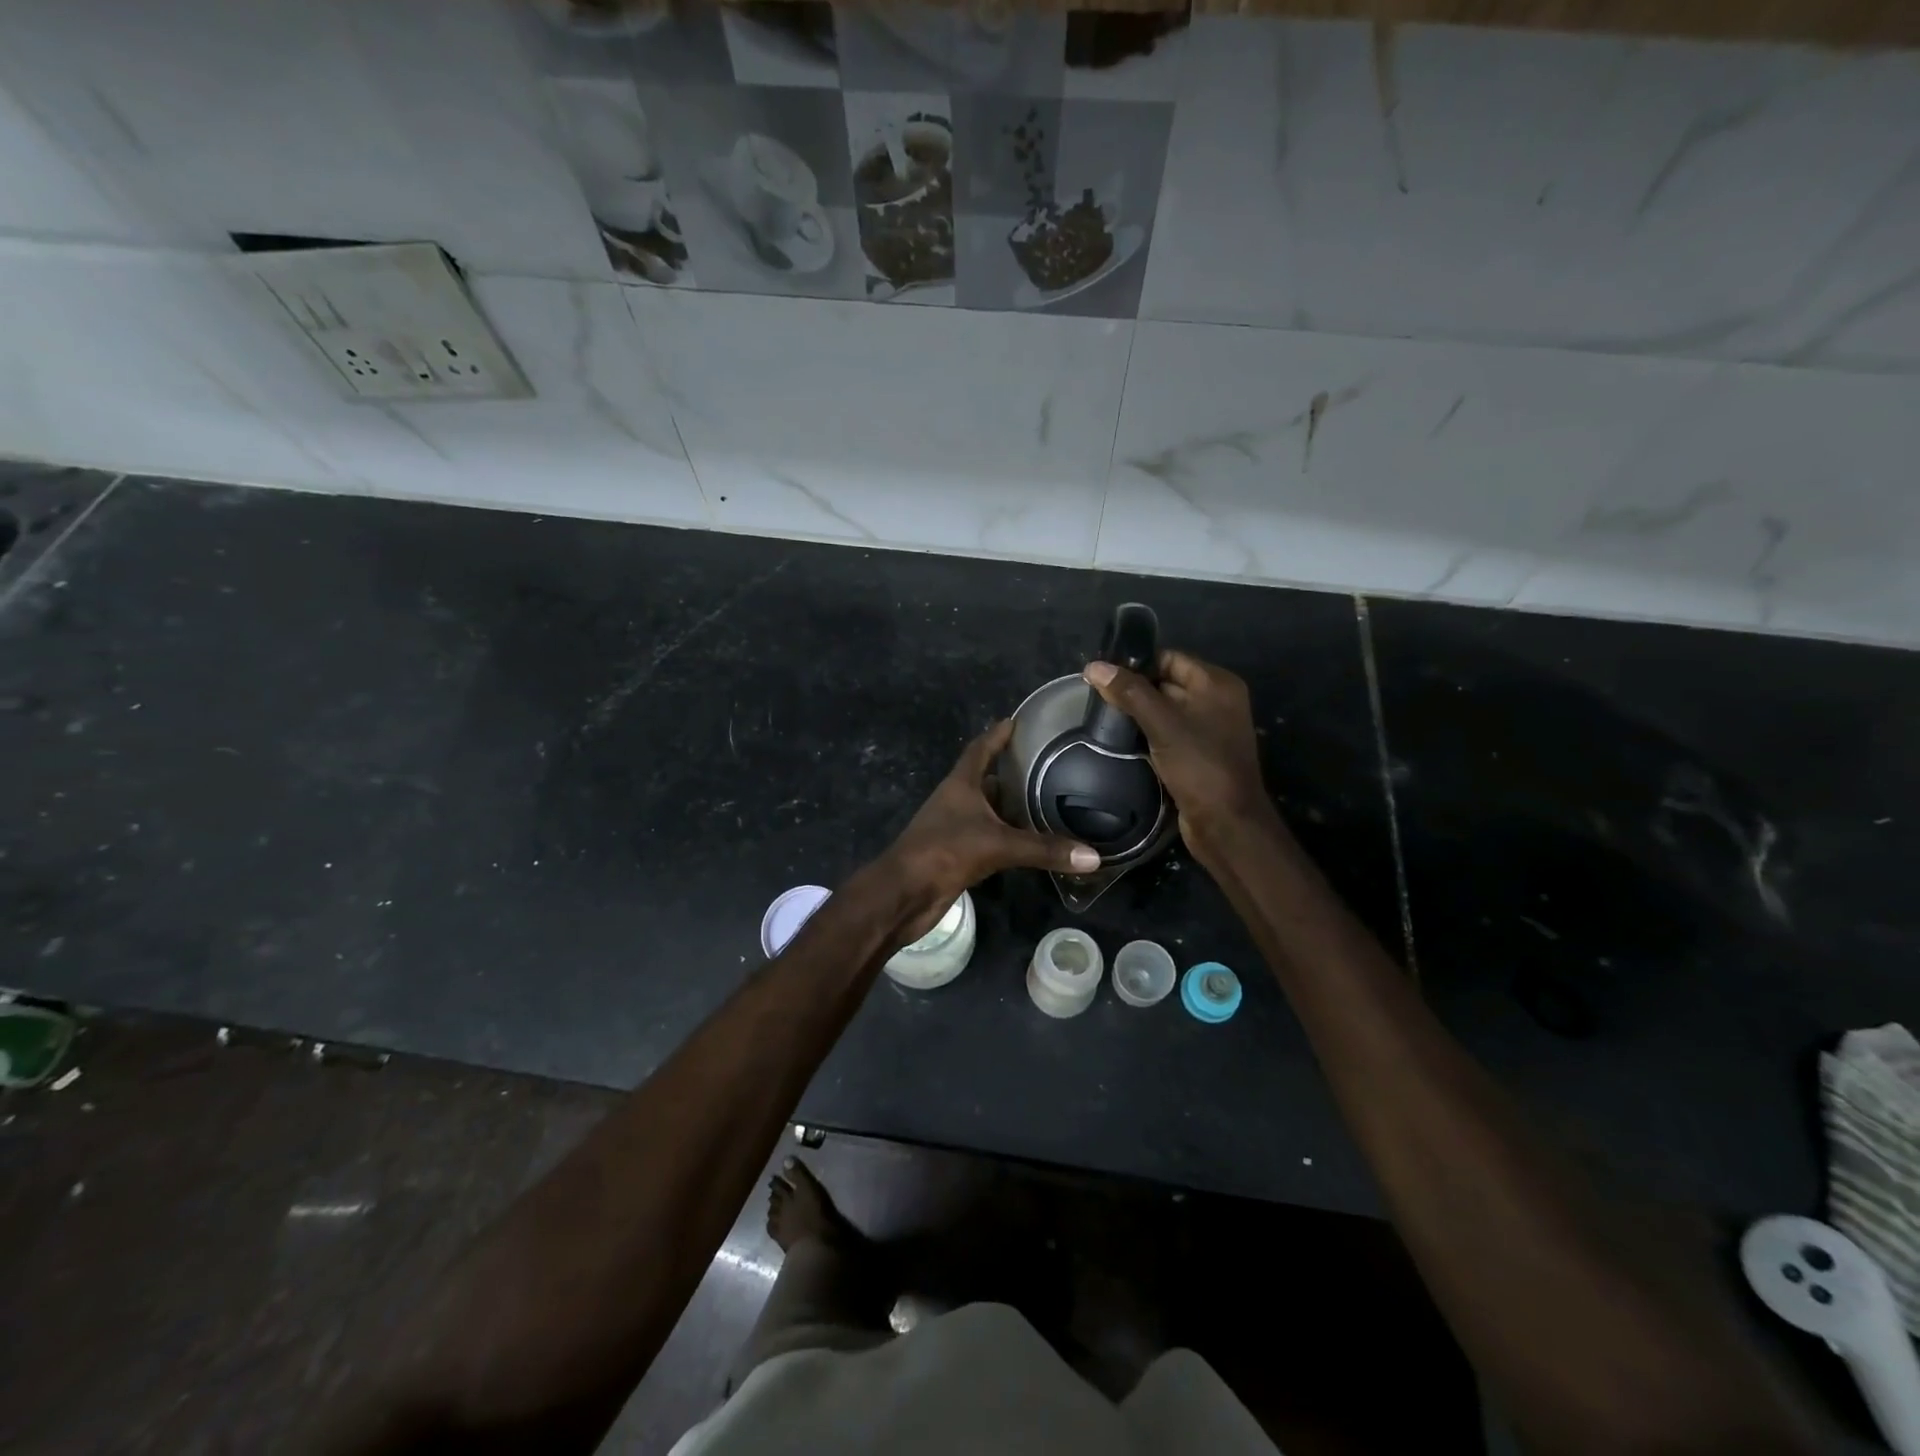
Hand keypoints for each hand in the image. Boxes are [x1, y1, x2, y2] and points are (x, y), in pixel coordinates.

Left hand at [877, 719, 1099, 941]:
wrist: (904, 893)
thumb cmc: (944, 852)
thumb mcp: (998, 845)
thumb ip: (1043, 849)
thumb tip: (1093, 856)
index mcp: (960, 785)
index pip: (980, 749)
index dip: (997, 734)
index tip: (1017, 720)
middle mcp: (957, 801)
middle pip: (987, 779)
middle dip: (1013, 772)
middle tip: (1048, 766)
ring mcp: (955, 828)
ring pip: (988, 810)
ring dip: (1012, 807)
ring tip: (1048, 801)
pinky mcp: (957, 854)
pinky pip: (988, 837)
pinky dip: (1008, 836)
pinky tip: (1031, 840)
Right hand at [1083, 650, 1277, 859]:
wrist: (1226, 823)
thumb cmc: (1199, 765)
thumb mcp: (1162, 724)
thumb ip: (1129, 692)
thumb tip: (1093, 666)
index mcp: (1217, 684)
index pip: (1169, 658)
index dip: (1136, 664)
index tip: (1102, 674)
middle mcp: (1216, 701)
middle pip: (1166, 683)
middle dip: (1134, 690)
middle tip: (1095, 697)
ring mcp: (1208, 729)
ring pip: (1164, 710)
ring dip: (1137, 714)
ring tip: (1102, 717)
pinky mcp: (1198, 754)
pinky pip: (1167, 733)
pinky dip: (1146, 734)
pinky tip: (1121, 740)